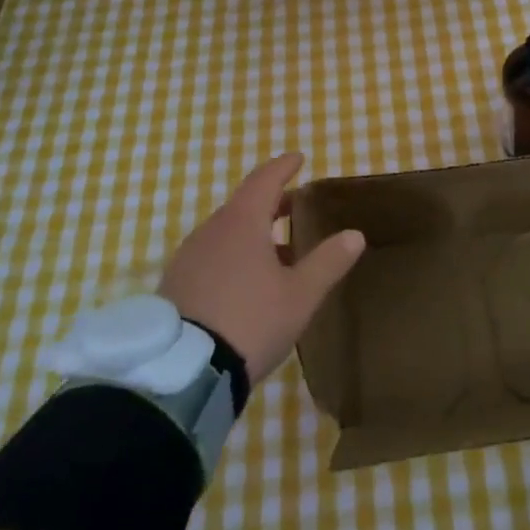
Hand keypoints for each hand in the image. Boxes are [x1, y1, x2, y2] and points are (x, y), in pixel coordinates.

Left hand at [161, 153, 364, 384]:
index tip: (298, 158)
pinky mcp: (175, 285)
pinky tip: (246, 282)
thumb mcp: (300, 295)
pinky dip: (233, 255)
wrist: (183, 371)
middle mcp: (210, 230)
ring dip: (252, 233)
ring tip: (278, 252)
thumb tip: (354, 234)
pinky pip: (211, 256)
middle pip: (243, 205)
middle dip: (271, 203)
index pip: (264, 180)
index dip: (283, 167)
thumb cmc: (251, 321)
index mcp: (241, 223)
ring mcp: (188, 257)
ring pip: (226, 232)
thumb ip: (328, 262)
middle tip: (294, 206)